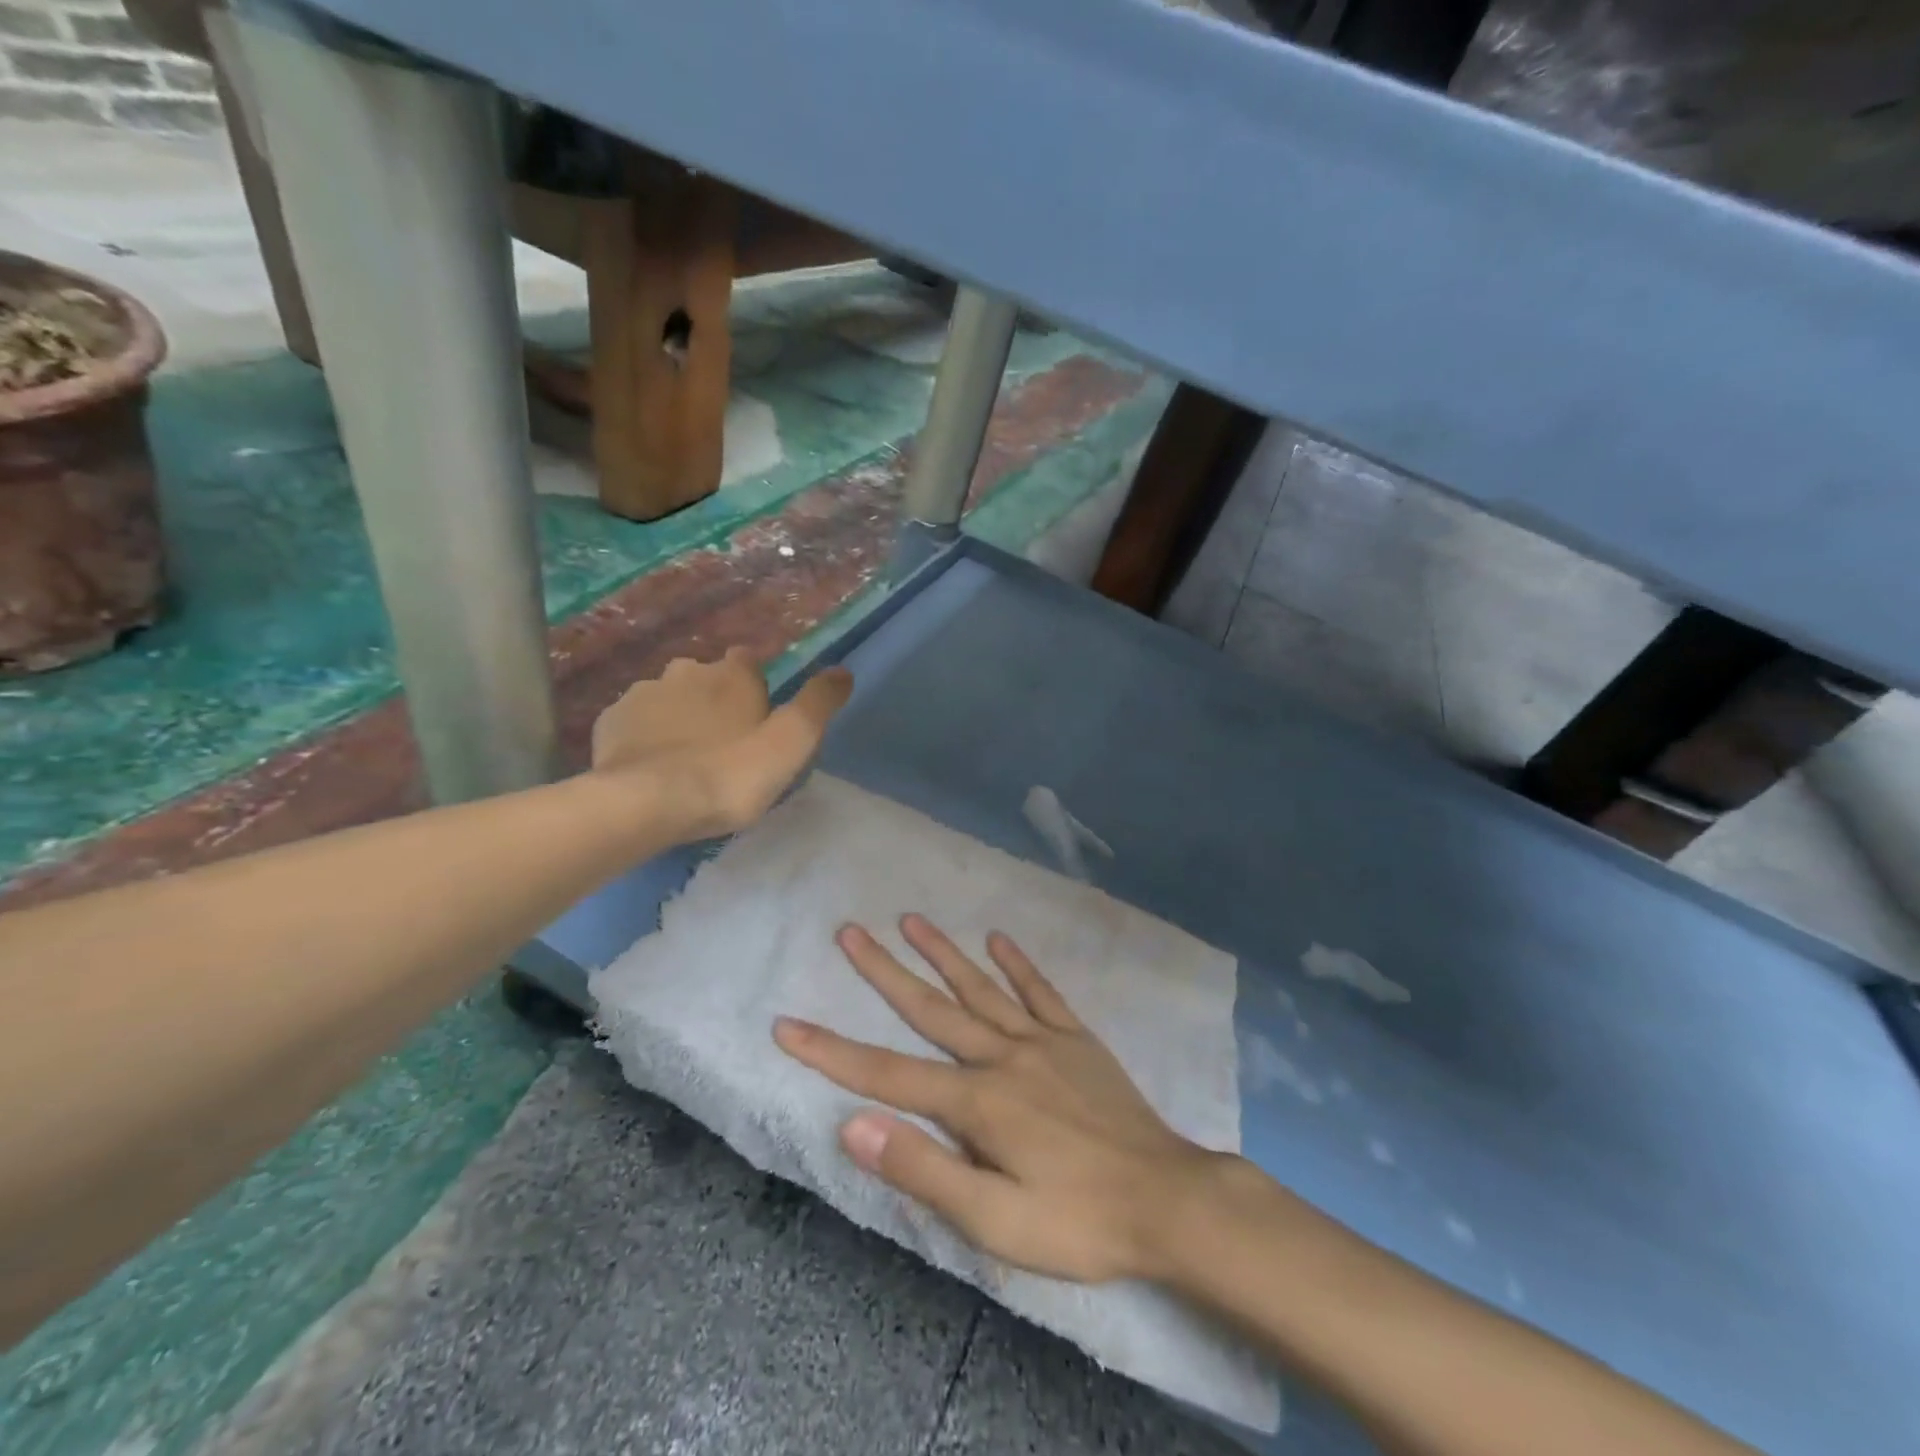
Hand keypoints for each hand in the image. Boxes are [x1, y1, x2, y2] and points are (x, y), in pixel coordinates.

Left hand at [591, 649, 852, 837]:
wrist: (647, 803)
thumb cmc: (729, 773)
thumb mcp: (792, 743)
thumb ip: (818, 704)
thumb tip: (843, 672)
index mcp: (733, 674)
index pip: (748, 661)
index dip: (754, 687)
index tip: (757, 719)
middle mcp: (687, 670)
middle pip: (706, 678)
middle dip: (714, 700)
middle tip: (723, 745)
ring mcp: (643, 693)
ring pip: (669, 698)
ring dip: (679, 717)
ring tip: (686, 759)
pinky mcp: (611, 720)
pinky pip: (635, 721)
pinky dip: (646, 735)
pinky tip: (653, 765)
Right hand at [774, 915, 1219, 1283]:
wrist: (1168, 1200)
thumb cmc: (1077, 1221)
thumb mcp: (994, 1221)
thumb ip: (923, 1170)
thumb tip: (854, 1126)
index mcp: (976, 1102)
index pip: (887, 1075)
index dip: (832, 1051)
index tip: (788, 1024)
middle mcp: (1002, 1057)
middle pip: (930, 1009)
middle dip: (884, 971)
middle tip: (849, 932)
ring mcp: (1042, 1042)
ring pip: (981, 988)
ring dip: (943, 953)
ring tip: (911, 918)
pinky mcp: (1076, 1040)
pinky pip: (1041, 992)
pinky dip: (1018, 964)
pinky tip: (998, 940)